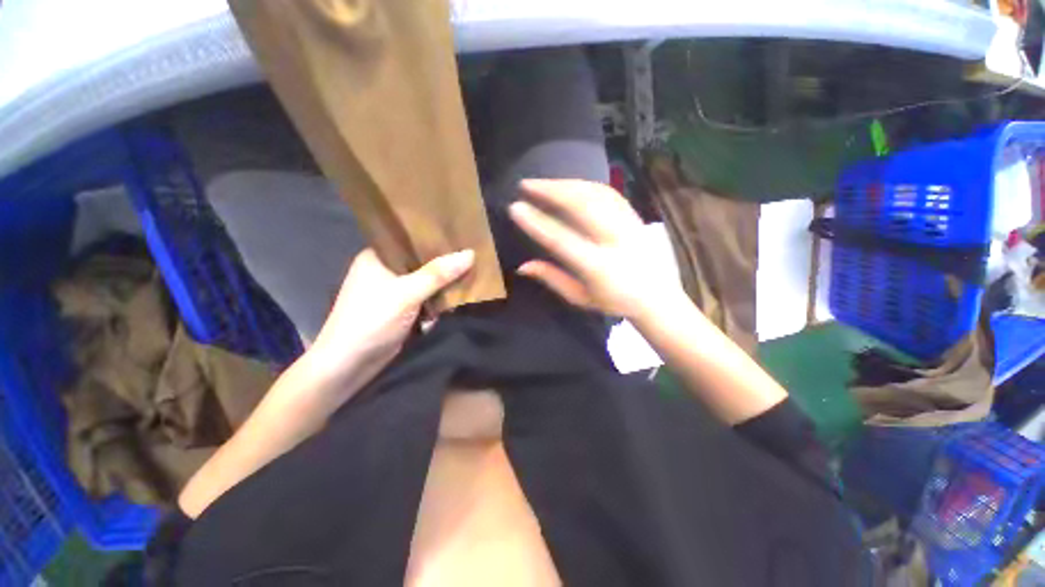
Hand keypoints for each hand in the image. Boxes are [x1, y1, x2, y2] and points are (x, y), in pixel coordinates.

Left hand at [309, 248, 474, 383]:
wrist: (348, 365)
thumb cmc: (371, 320)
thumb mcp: (407, 293)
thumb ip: (438, 274)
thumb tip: (470, 253)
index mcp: (378, 258)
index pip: (411, 240)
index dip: (436, 240)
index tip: (462, 238)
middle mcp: (385, 272)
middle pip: (422, 264)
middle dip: (445, 268)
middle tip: (472, 260)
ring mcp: (393, 293)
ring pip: (426, 284)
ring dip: (443, 289)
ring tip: (469, 281)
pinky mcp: (400, 311)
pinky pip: (425, 301)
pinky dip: (436, 305)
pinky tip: (453, 305)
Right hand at [509, 179, 679, 319]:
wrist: (658, 298)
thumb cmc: (615, 302)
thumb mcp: (580, 297)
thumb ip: (552, 278)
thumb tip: (521, 266)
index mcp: (598, 267)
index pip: (562, 240)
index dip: (537, 223)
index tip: (515, 208)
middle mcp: (614, 241)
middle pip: (581, 206)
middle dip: (550, 191)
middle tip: (526, 185)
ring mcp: (628, 225)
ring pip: (595, 194)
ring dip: (566, 184)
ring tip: (544, 183)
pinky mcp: (635, 217)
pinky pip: (608, 193)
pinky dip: (585, 185)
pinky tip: (571, 185)